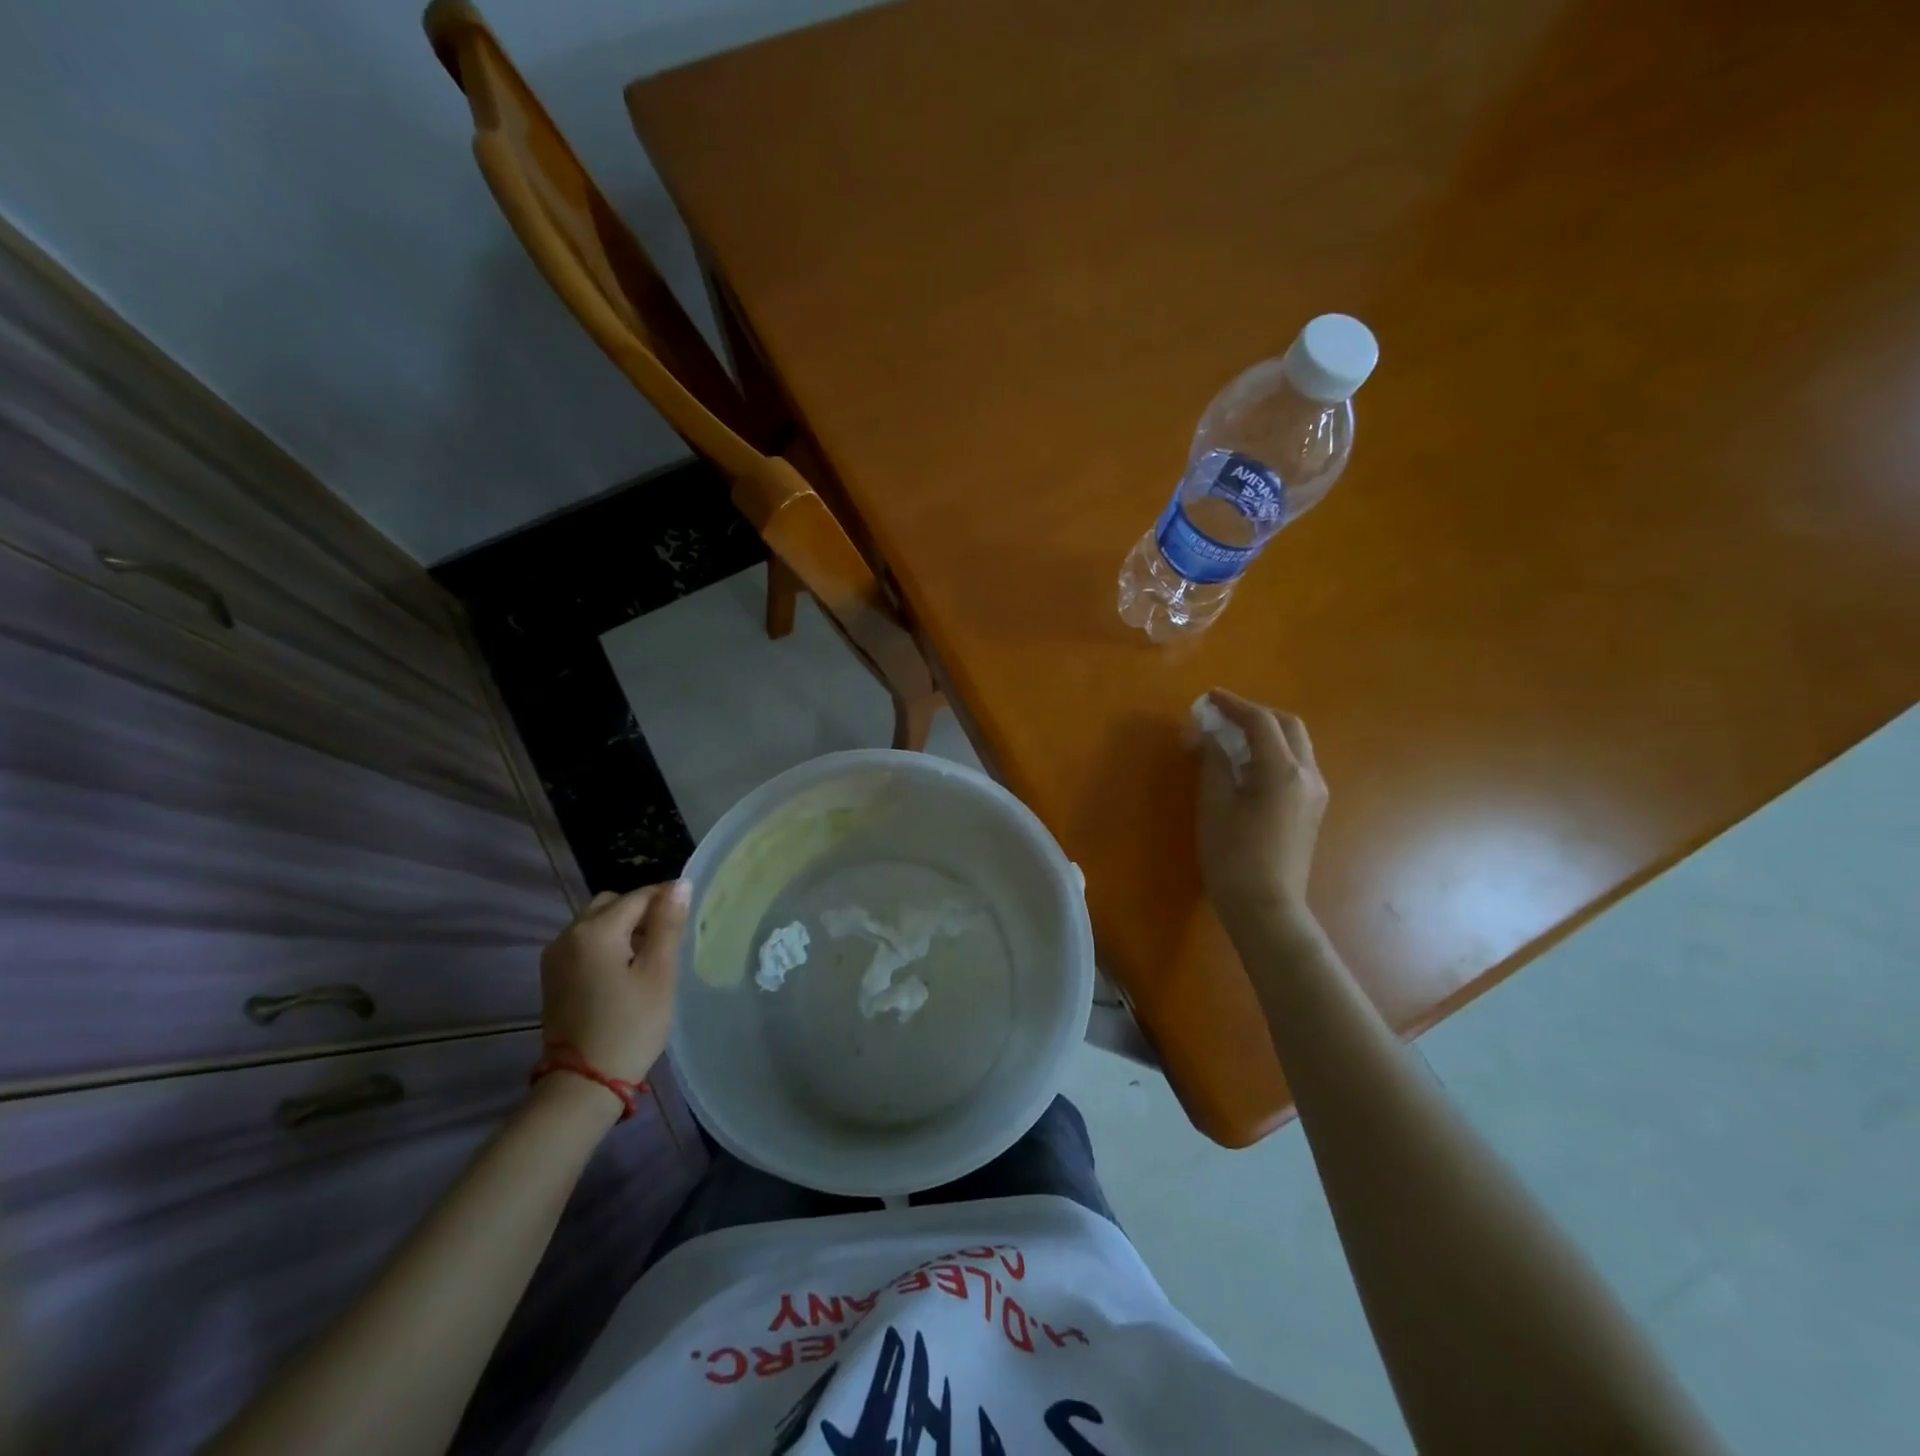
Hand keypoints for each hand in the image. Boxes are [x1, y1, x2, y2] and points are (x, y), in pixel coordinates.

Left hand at [538, 881, 689, 1083]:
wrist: (583, 1084)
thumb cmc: (630, 1026)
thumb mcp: (659, 973)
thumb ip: (668, 925)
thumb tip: (680, 884)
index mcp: (595, 930)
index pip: (639, 896)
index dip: (667, 897)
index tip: (691, 910)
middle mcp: (569, 935)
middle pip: (612, 903)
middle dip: (642, 909)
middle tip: (670, 933)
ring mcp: (556, 957)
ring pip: (596, 922)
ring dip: (623, 926)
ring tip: (651, 951)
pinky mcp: (553, 977)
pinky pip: (584, 943)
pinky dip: (607, 943)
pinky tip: (626, 968)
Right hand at [1194, 690, 1328, 938]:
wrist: (1266, 906)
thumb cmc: (1233, 856)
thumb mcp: (1215, 804)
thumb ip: (1214, 762)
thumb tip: (1208, 734)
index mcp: (1283, 771)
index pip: (1260, 722)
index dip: (1233, 705)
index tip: (1208, 697)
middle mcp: (1307, 775)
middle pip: (1287, 726)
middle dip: (1255, 714)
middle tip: (1222, 715)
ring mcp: (1314, 793)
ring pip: (1295, 745)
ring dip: (1266, 732)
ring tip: (1231, 737)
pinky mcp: (1311, 809)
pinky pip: (1295, 765)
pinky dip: (1272, 753)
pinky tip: (1246, 765)